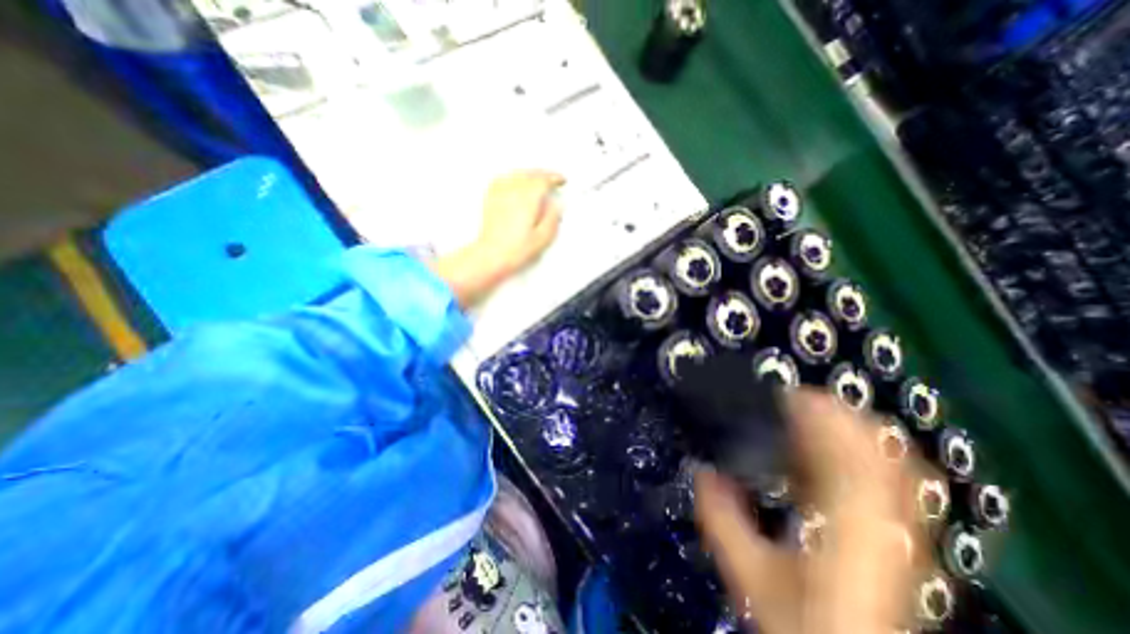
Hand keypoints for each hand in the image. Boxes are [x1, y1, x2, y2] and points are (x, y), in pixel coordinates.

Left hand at [434, 172, 563, 310]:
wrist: (492, 255)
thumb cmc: (515, 249)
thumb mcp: (544, 237)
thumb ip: (553, 218)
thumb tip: (556, 206)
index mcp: (528, 198)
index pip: (544, 180)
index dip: (555, 178)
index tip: (561, 181)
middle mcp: (513, 191)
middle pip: (531, 174)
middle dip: (544, 174)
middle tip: (552, 179)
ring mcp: (500, 193)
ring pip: (517, 174)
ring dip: (530, 174)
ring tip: (537, 179)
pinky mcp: (491, 198)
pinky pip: (503, 179)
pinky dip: (513, 177)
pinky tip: (516, 181)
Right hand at [699, 392, 927, 633]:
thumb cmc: (803, 622)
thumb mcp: (752, 574)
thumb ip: (723, 521)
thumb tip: (701, 472)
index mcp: (851, 527)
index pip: (852, 453)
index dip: (823, 416)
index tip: (788, 395)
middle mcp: (886, 523)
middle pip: (878, 450)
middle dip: (836, 415)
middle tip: (795, 400)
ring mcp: (899, 530)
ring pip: (888, 461)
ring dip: (848, 429)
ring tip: (809, 417)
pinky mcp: (896, 535)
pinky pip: (887, 478)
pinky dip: (858, 452)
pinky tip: (826, 452)